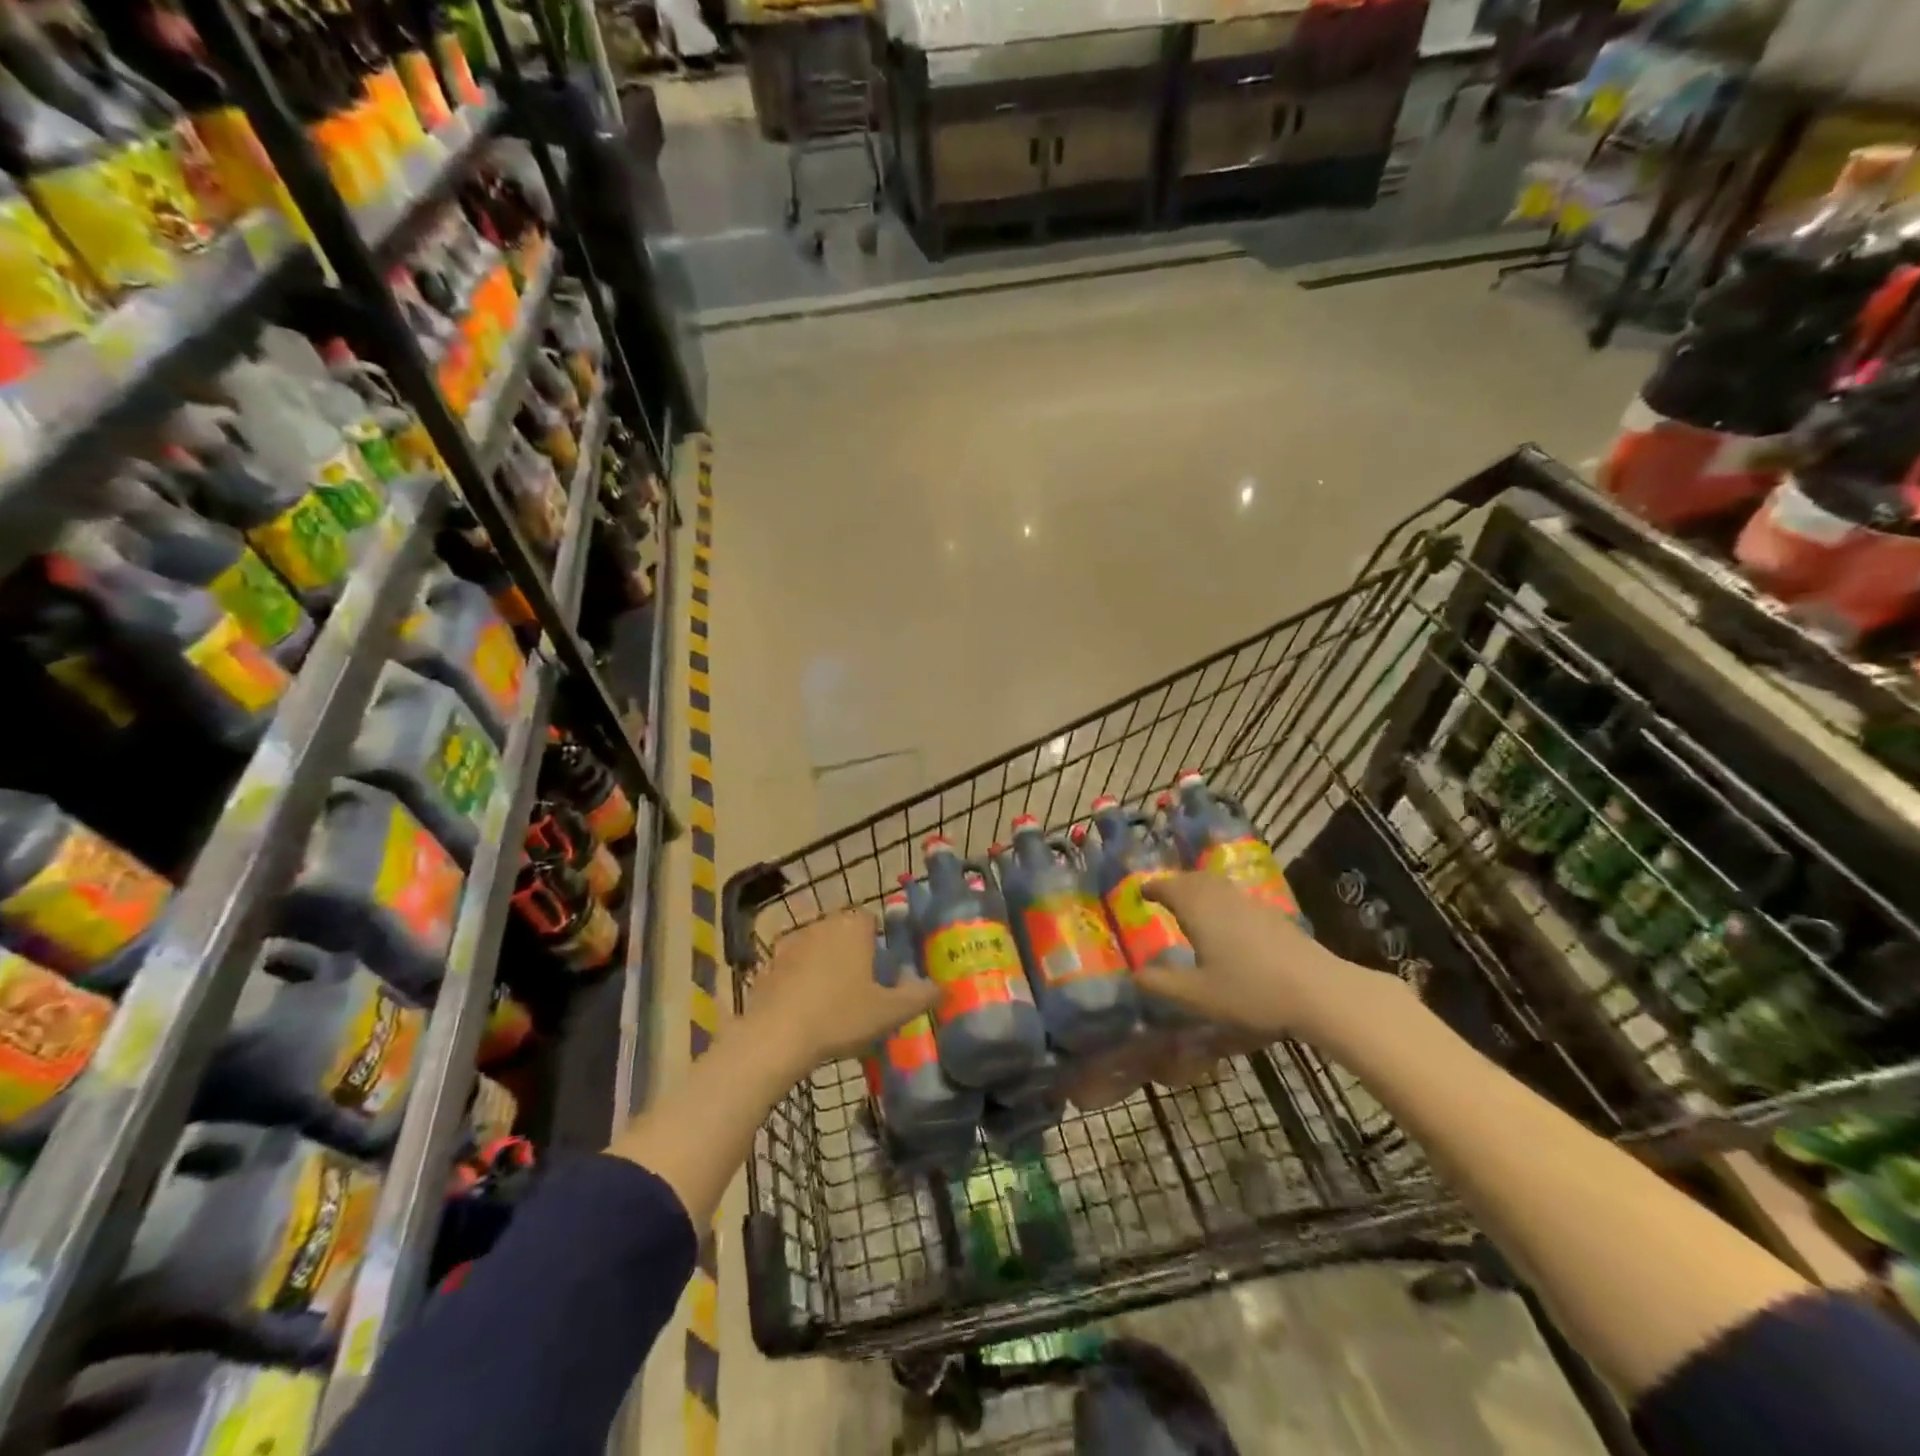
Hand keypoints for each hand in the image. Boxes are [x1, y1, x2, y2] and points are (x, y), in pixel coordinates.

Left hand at [744, 910, 939, 1068]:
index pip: (871, 920)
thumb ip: (920, 996)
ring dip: (824, 965)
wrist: (775, 1036)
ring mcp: (791, 943)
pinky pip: (792, 966)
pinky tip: (803, 1009)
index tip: (881, 974)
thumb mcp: (890, 1012)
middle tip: (860, 990)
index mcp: (853, 927)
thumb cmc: (840, 1016)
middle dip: (852, 954)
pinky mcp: (767, 964)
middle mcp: (822, 924)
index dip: (878, 944)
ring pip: (817, 947)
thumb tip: (942, 987)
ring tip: (831, 1002)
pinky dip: (798, 980)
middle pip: (843, 932)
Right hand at [1138, 873, 1406, 1049]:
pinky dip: (1219, 899)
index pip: (1168, 887)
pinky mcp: (1271, 914)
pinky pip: (1234, 896)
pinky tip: (1225, 922)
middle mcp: (1221, 896)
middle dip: (1174, 884)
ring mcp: (1249, 902)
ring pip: (1216, 884)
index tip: (1140, 892)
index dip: (1152, 888)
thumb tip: (1133, 975)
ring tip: (1191, 905)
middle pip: (1192, 879)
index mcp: (1197, 908)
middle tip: (1162, 895)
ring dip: (1198, 888)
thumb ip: (1161, 984)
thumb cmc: (1250, 990)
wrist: (1318, 990)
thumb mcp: (1197, 995)